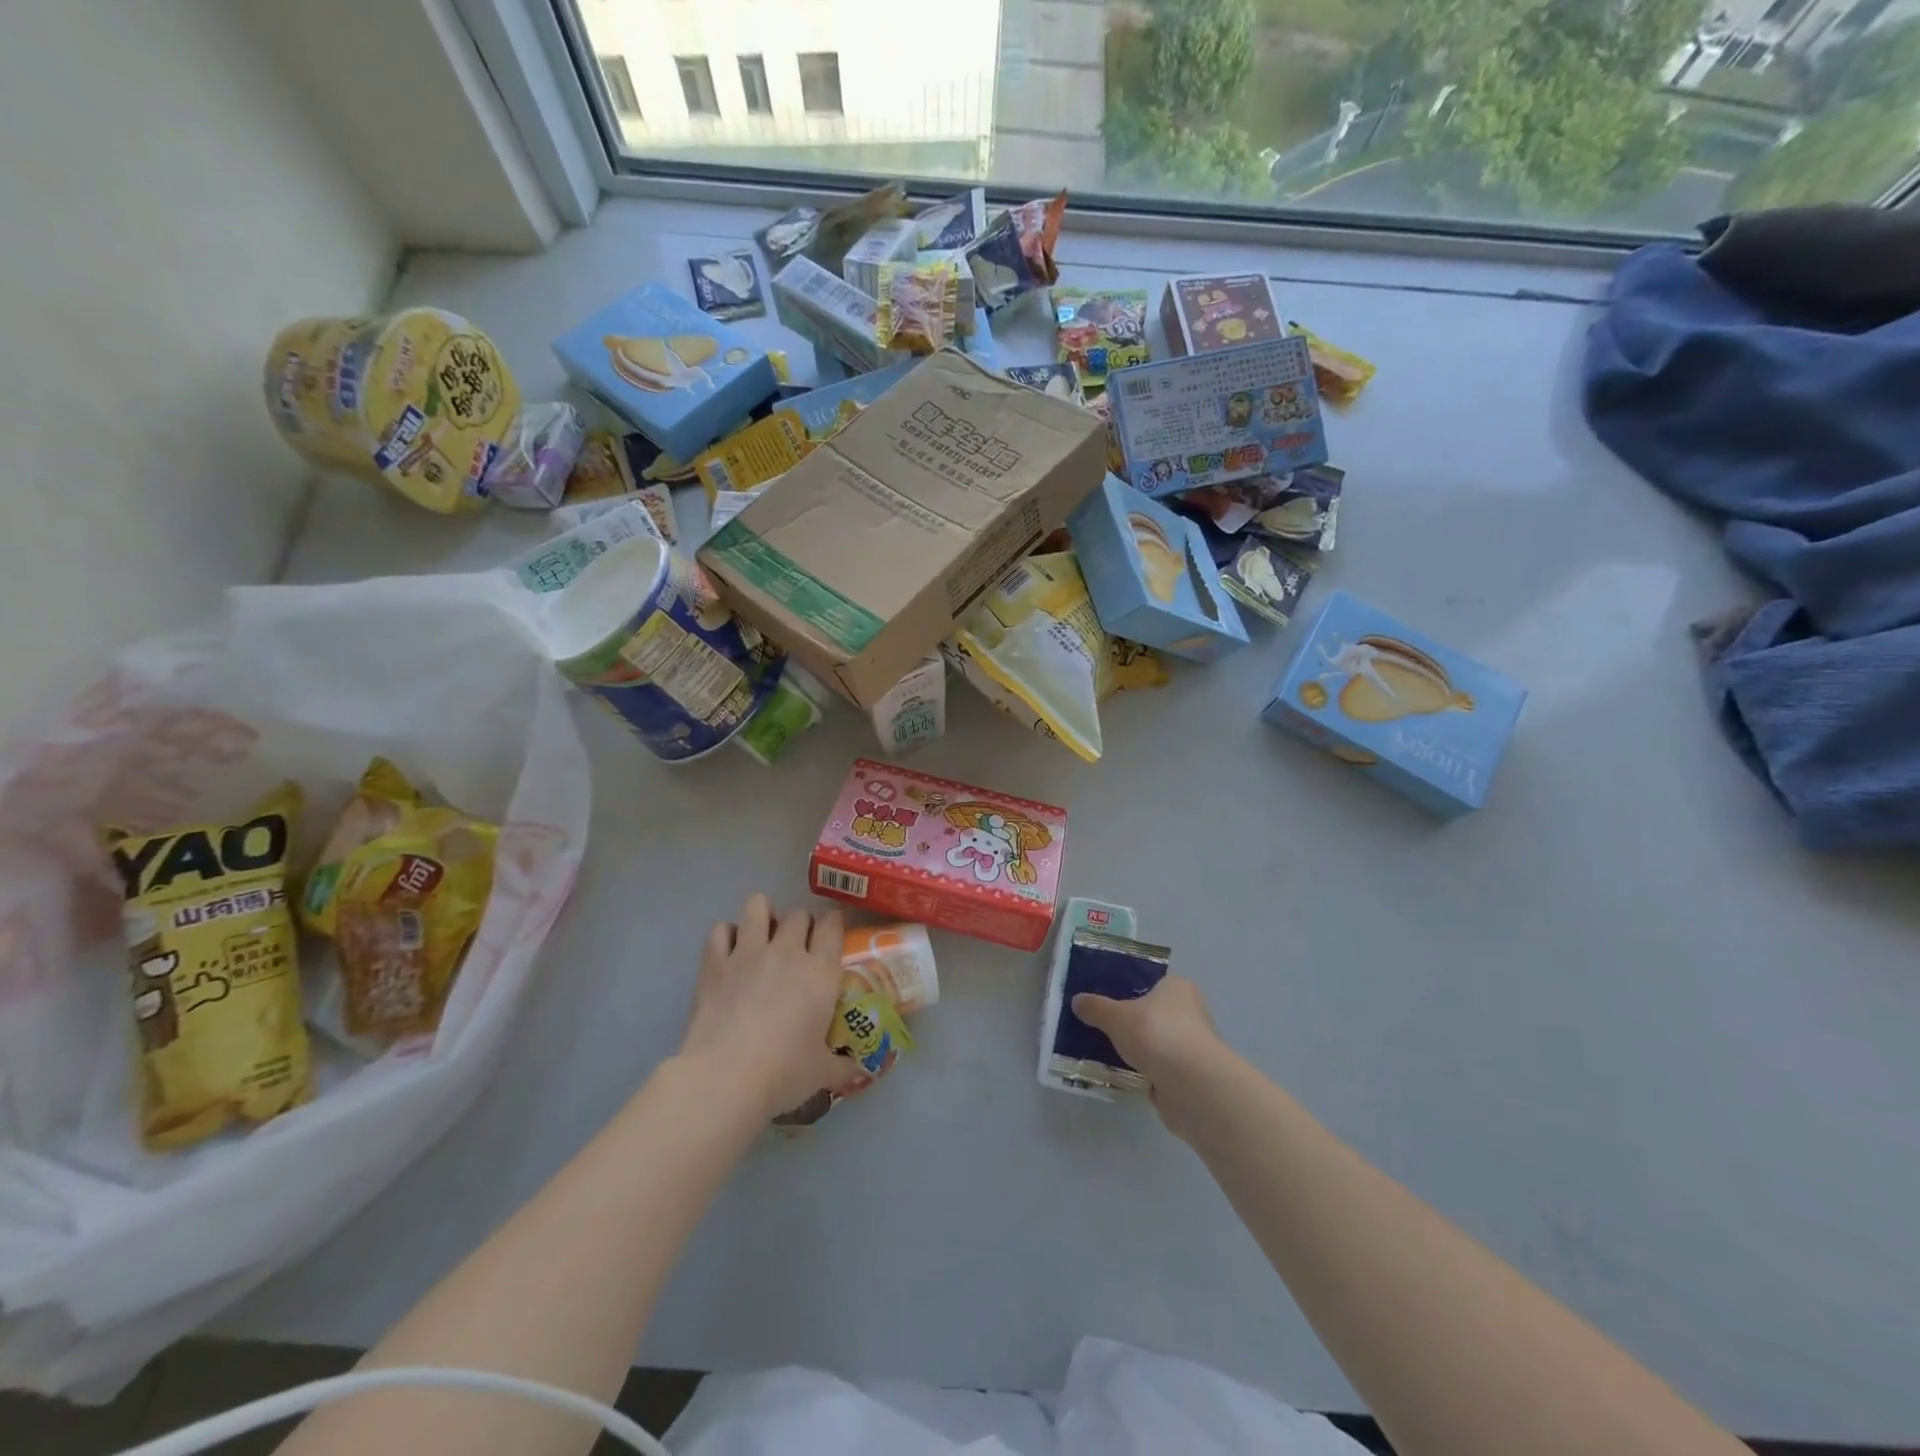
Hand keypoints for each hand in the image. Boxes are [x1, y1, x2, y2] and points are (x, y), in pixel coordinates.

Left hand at [679, 894, 857, 1122]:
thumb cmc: (783, 1073)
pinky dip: (725, 935)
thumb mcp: (821, 1073)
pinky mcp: (715, 962)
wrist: (725, 1077)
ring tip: (762, 934)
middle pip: (798, 915)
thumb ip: (843, 1066)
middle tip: (798, 946)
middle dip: (800, 924)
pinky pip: (720, 929)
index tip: (831, 933)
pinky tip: (728, 951)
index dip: (833, 924)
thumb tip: (859, 1070)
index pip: (832, 926)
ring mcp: (749, 952)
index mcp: (821, 971)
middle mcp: (788, 951)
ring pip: (757, 906)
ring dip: (762, 914)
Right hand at [1072, 977, 1224, 1136]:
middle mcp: (1189, 1013)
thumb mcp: (1117, 1016)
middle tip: (1097, 1025)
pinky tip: (1117, 1075)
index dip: (1126, 989)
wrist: (1191, 1086)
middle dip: (1128, 1022)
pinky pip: (1156, 1069)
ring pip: (1152, 1043)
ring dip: (1134, 1050)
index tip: (1103, 998)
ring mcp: (1189, 1046)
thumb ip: (1096, 1008)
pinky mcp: (1187, 1076)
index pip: (1149, 983)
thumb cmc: (1156, 1034)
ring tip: (1100, 1052)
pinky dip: (1141, 1072)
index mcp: (1177, 988)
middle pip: (1150, 1014)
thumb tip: (1077, 1000)